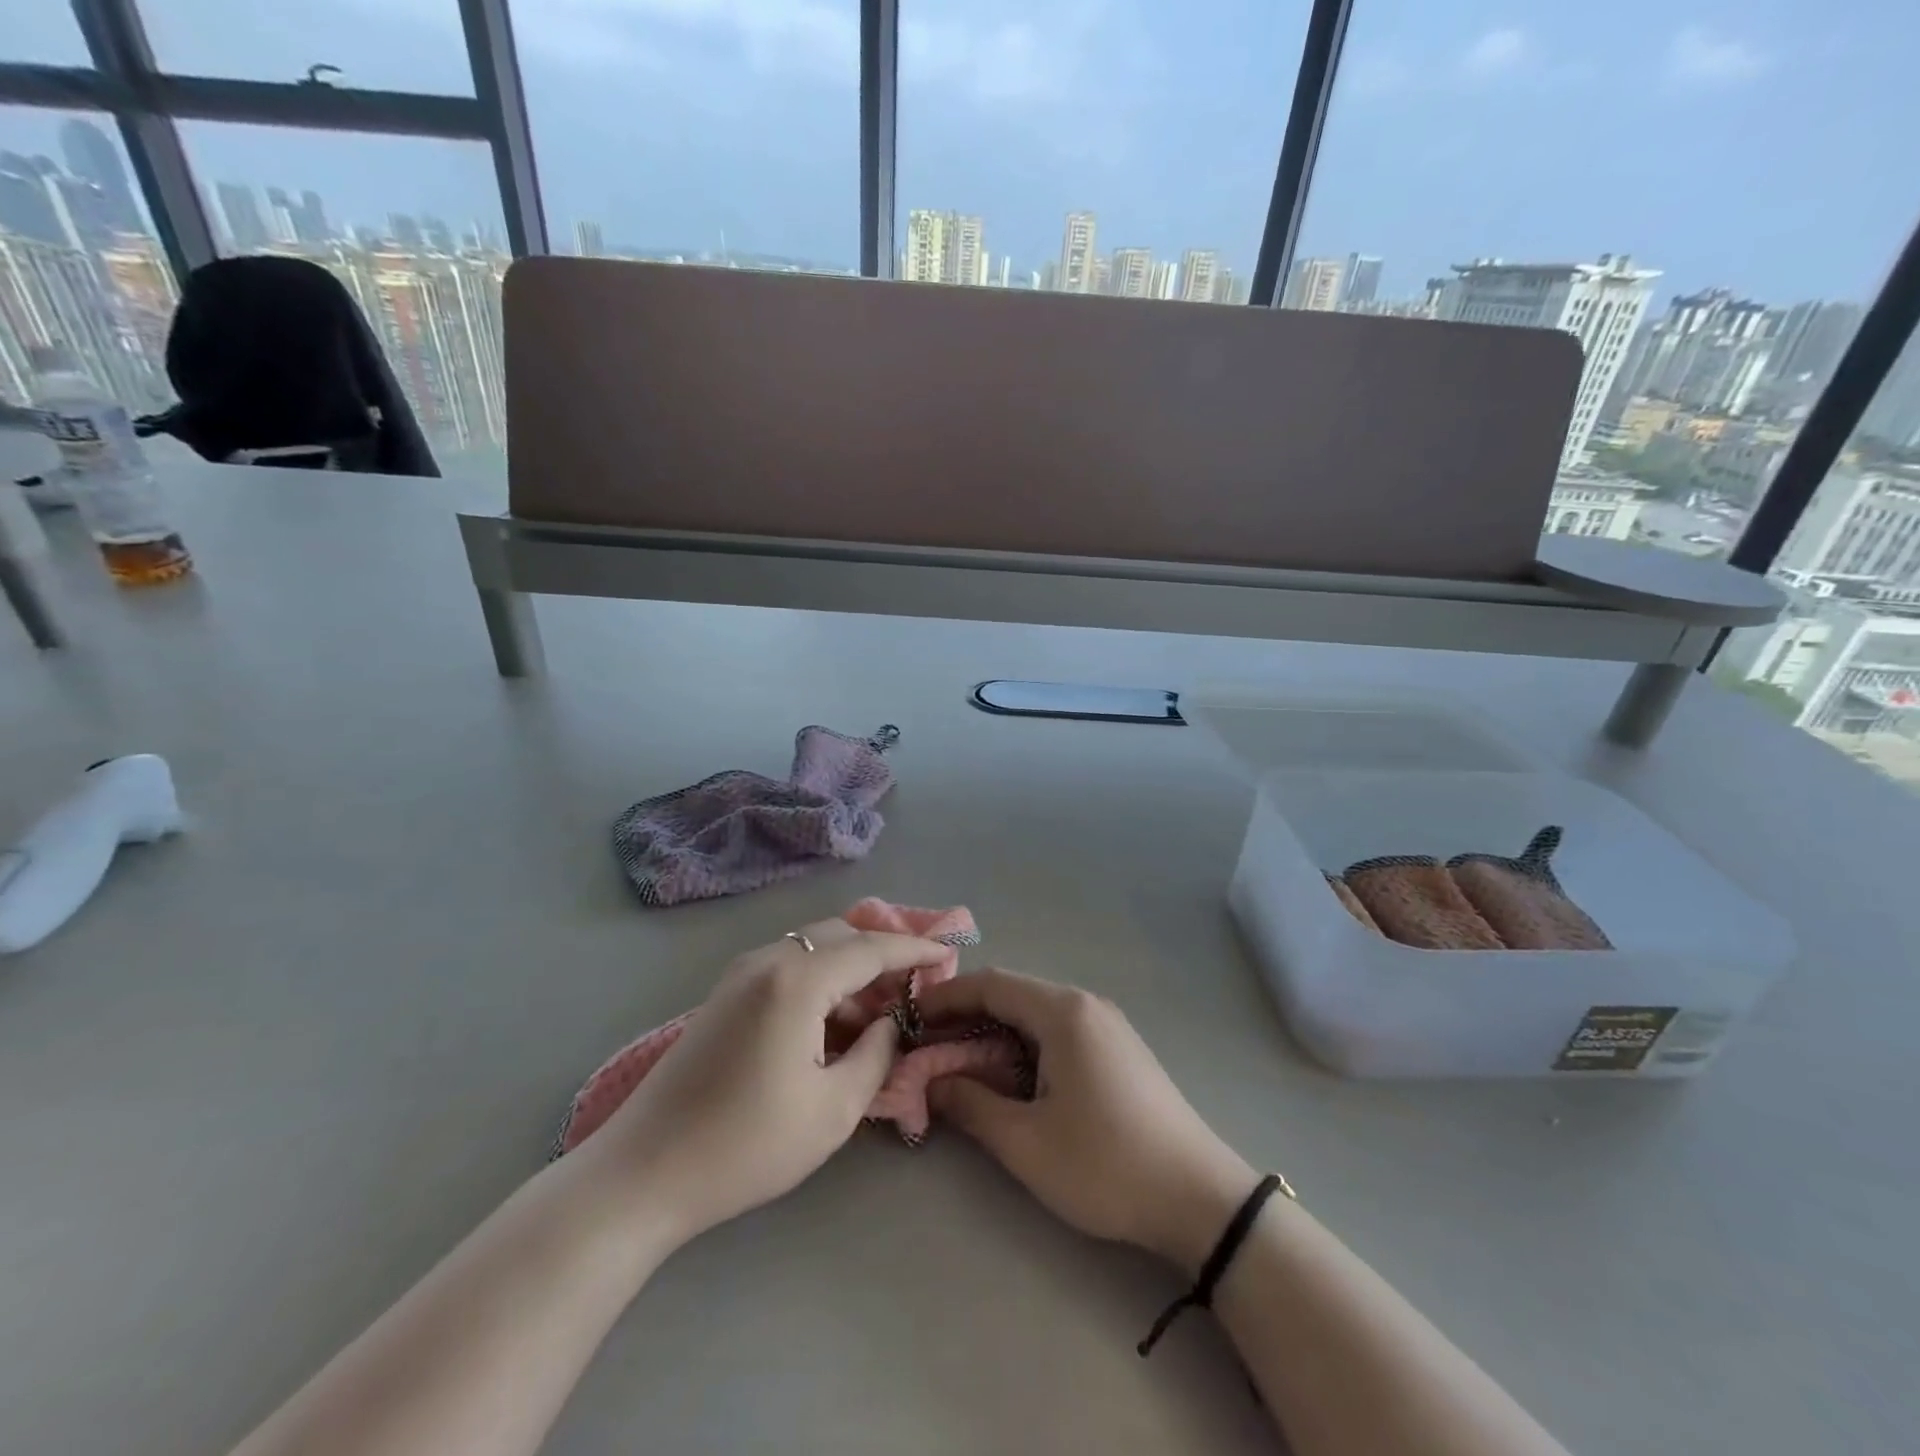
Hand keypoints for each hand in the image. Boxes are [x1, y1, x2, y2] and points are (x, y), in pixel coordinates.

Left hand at [578, 919, 941, 1246]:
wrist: (643, 1173)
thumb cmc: (746, 1145)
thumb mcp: (832, 1110)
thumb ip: (875, 1056)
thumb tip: (888, 1025)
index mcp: (797, 980)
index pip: (871, 948)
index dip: (914, 949)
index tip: (948, 954)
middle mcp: (768, 960)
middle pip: (840, 935)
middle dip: (882, 953)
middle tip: (914, 987)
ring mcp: (740, 974)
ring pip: (812, 948)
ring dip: (850, 968)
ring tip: (878, 1011)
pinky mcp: (725, 994)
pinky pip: (788, 967)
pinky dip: (820, 980)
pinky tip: (831, 1023)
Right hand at [918, 969, 1257, 1273]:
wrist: (1199, 1198)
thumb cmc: (1105, 1164)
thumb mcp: (1026, 1142)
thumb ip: (970, 1104)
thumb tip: (930, 1081)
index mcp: (1063, 1012)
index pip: (991, 984)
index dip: (946, 996)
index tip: (911, 1017)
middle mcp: (1085, 1004)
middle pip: (1013, 993)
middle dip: (967, 1014)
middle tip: (928, 1044)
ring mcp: (1107, 1025)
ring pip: (1036, 1012)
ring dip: (995, 1031)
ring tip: (960, 1061)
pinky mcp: (1119, 1049)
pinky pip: (1058, 1030)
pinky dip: (1024, 1043)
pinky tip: (1011, 1075)